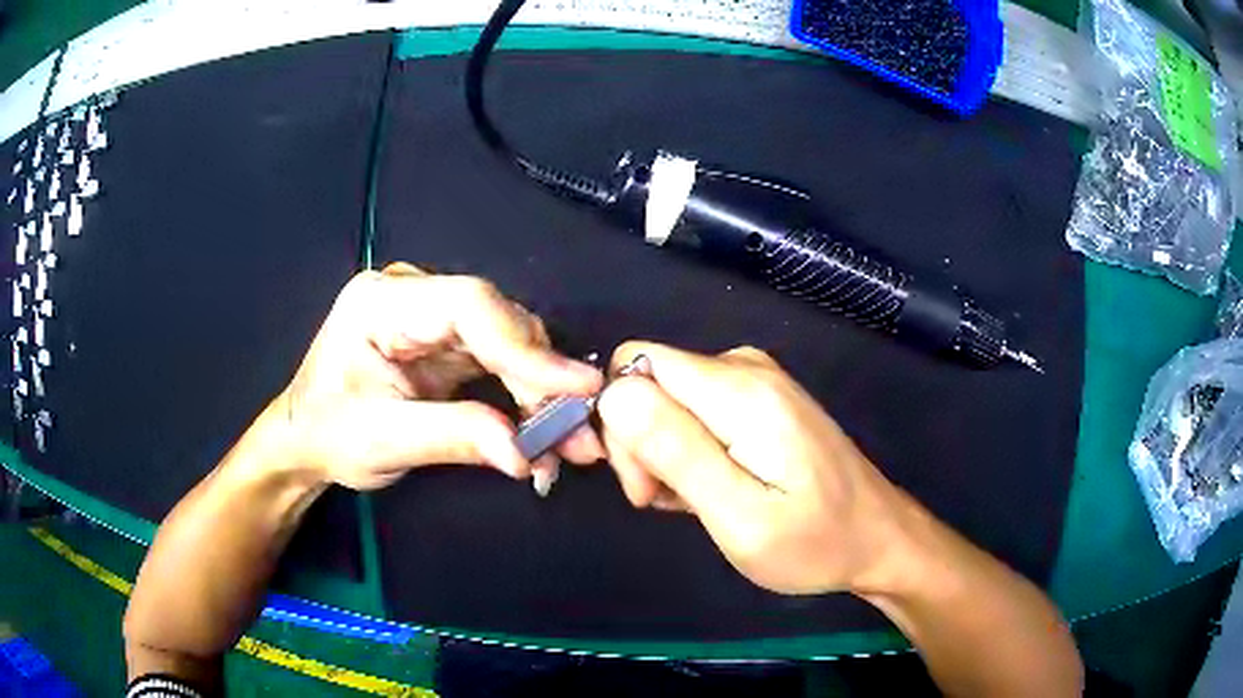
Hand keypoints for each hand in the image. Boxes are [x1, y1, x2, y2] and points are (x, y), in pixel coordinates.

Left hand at [271, 263, 603, 490]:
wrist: (304, 440)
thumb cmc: (327, 434)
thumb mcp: (382, 441)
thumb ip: (454, 437)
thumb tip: (526, 453)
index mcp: (383, 302)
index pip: (469, 305)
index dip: (526, 346)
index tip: (576, 388)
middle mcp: (414, 296)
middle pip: (497, 323)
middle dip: (541, 381)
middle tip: (578, 435)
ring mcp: (433, 318)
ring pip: (508, 343)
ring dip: (541, 394)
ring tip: (567, 444)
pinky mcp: (446, 344)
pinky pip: (500, 362)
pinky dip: (525, 398)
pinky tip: (542, 430)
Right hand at [596, 341, 916, 595]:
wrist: (877, 538)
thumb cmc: (814, 542)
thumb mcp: (740, 517)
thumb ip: (677, 453)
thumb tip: (615, 395)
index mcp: (740, 389)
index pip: (634, 365)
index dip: (621, 424)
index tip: (647, 486)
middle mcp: (744, 366)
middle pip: (649, 380)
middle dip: (640, 444)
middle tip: (670, 502)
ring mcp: (755, 380)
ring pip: (667, 399)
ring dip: (665, 454)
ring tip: (700, 503)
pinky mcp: (760, 399)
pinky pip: (694, 410)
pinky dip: (688, 452)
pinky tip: (714, 489)